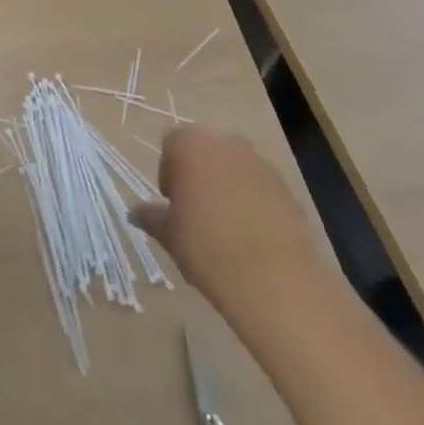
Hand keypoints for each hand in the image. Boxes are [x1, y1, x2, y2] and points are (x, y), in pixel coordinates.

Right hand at [129, 127, 322, 310]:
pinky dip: (254, 204)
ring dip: (228, 189)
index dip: (169, 174)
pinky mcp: (288, 190)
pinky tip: (252, 238)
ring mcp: (260, 164)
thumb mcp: (169, 234)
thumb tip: (135, 213)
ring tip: (227, 229)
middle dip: (200, 176)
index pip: (171, 146)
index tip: (173, 205)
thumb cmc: (206, 246)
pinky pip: (261, 189)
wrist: (273, 280)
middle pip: (206, 153)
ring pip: (235, 169)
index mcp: (189, 144)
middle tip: (197, 214)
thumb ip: (151, 217)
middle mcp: (225, 144)